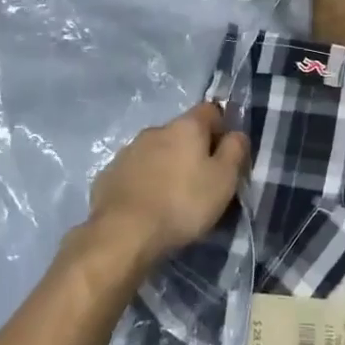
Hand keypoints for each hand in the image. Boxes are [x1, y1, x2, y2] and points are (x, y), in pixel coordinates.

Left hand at [88, 102, 249, 265]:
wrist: (123, 234)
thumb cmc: (183, 203)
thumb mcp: (224, 179)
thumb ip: (235, 150)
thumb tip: (236, 134)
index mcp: (186, 126)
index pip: (211, 110)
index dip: (221, 128)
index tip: (225, 155)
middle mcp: (156, 129)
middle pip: (182, 132)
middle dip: (192, 150)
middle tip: (201, 181)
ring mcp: (128, 150)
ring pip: (156, 151)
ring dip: (167, 165)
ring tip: (172, 197)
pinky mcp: (109, 174)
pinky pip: (135, 171)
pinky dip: (144, 182)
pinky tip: (148, 206)